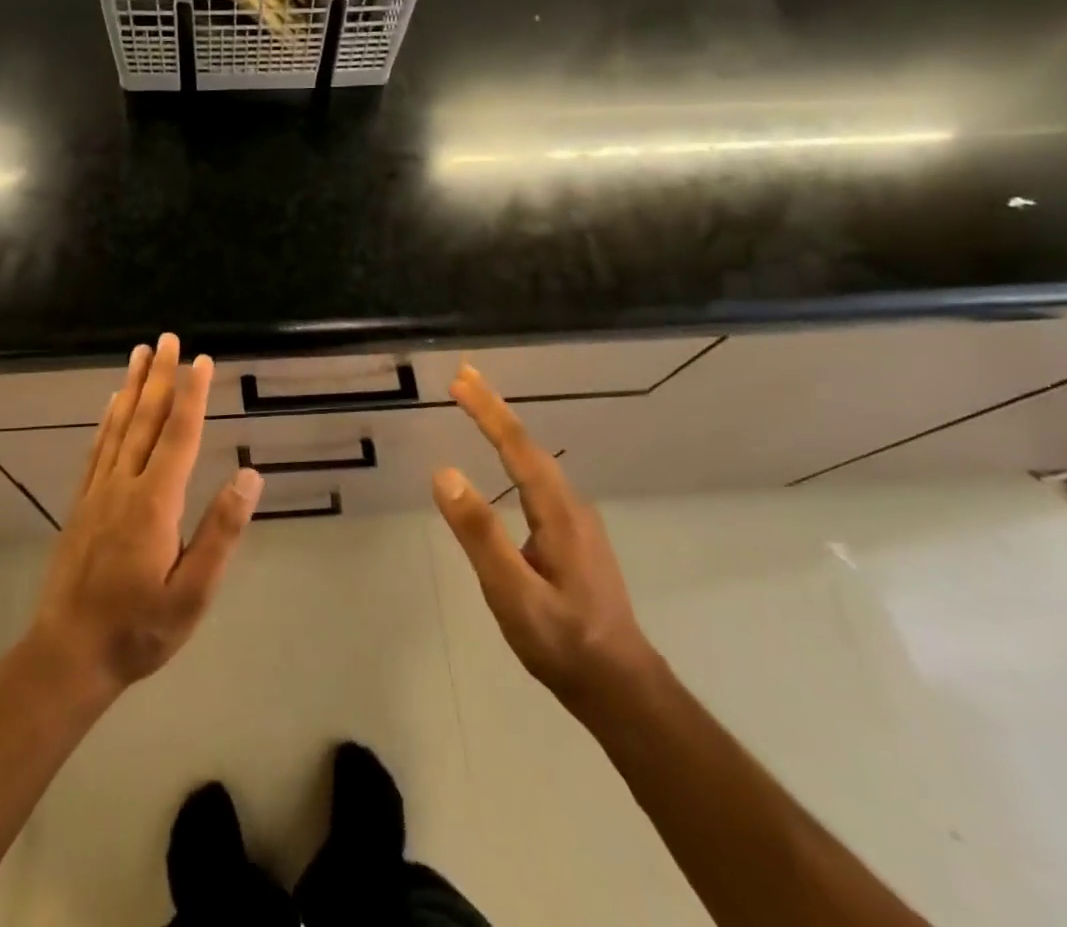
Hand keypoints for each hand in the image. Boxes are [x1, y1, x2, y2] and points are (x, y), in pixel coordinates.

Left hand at [29, 335, 263, 695]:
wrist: (67, 656)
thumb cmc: (138, 628)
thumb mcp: (193, 594)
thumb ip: (220, 533)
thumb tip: (250, 476)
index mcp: (154, 503)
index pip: (179, 435)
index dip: (192, 395)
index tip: (201, 360)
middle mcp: (124, 485)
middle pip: (145, 419)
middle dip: (159, 376)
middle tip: (167, 339)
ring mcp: (98, 492)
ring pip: (118, 427)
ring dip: (132, 387)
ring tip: (139, 355)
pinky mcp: (82, 504)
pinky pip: (97, 449)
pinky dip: (107, 420)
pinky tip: (111, 406)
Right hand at [433, 364, 656, 711]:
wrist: (622, 689)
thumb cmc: (564, 644)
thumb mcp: (514, 594)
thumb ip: (480, 535)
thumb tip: (444, 473)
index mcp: (558, 513)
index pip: (517, 447)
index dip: (488, 411)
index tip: (460, 380)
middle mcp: (570, 507)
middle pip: (528, 445)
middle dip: (494, 408)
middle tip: (463, 377)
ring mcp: (575, 522)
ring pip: (535, 461)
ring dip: (504, 428)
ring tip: (477, 406)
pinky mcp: (572, 537)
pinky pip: (537, 479)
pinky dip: (514, 454)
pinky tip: (504, 461)